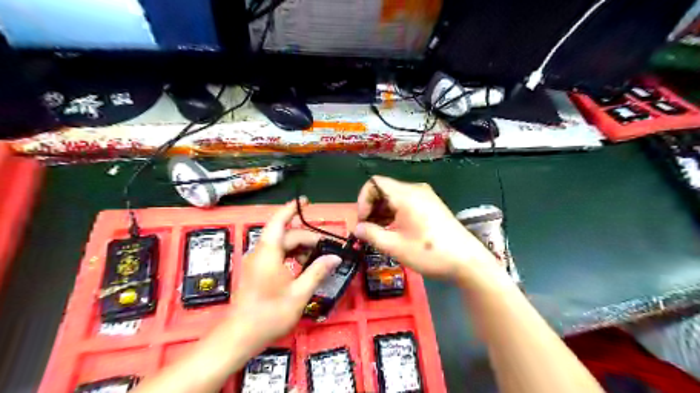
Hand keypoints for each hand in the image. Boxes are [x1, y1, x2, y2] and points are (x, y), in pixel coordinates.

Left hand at [228, 199, 339, 350]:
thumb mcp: (299, 293)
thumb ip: (317, 271)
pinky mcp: (256, 271)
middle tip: (328, 245)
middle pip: (285, 235)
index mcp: (269, 252)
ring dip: (299, 247)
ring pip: (281, 245)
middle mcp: (261, 252)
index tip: (306, 201)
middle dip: (307, 237)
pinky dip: (291, 255)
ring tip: (318, 254)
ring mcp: (257, 262)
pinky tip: (303, 265)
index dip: (292, 208)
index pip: (280, 221)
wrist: (240, 336)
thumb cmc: (270, 314)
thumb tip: (335, 257)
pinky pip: (276, 255)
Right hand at [352, 176, 506, 289]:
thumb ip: (371, 234)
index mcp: (406, 195)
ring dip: (383, 211)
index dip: (363, 200)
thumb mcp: (395, 246)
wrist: (467, 261)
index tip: (362, 221)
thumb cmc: (429, 253)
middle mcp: (415, 190)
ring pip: (395, 196)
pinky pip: (406, 202)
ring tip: (379, 232)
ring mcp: (425, 196)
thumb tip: (357, 228)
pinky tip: (394, 229)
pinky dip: (395, 213)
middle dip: (372, 207)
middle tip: (368, 229)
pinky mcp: (431, 205)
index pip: (375, 183)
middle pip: (384, 189)